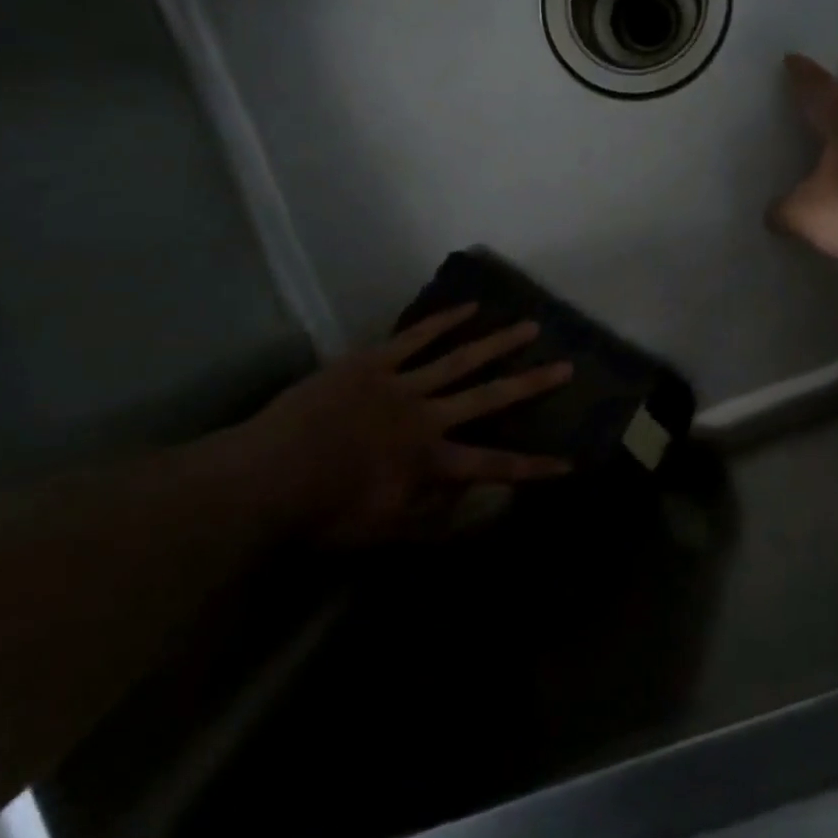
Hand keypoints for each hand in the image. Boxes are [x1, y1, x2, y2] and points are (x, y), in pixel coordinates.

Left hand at [218, 306, 573, 545]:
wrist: (268, 474)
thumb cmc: (324, 511)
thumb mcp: (382, 531)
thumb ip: (430, 518)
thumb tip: (469, 501)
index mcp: (431, 461)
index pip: (494, 465)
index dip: (534, 467)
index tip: (569, 463)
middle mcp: (428, 417)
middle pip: (489, 396)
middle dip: (531, 384)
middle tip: (566, 366)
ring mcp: (402, 383)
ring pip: (460, 358)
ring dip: (498, 342)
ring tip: (529, 325)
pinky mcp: (375, 361)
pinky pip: (416, 338)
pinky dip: (444, 321)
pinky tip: (469, 306)